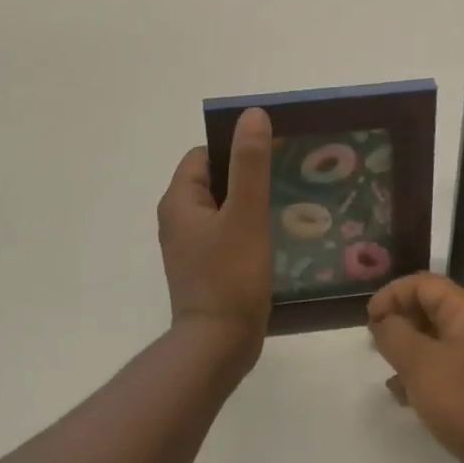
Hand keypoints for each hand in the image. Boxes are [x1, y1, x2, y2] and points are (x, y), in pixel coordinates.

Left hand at [157, 107, 273, 369]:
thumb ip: (250, 164)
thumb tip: (252, 114)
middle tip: (284, 177)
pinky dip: (246, 229)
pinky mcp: (205, 269)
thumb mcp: (245, 214)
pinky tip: (274, 236)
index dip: (234, 150)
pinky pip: (226, 234)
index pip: (203, 156)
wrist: (217, 348)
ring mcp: (190, 247)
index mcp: (179, 201)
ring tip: (285, 204)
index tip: (270, 154)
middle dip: (246, 176)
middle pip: (214, 181)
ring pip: (222, 209)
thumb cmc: (229, 276)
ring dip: (249, 204)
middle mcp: (178, 220)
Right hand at [368, 274, 463, 462]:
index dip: (392, 294)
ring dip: (406, 347)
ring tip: (387, 367)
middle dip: (398, 319)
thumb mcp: (418, 362)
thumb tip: (384, 322)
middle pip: (429, 307)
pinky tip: (402, 395)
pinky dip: (420, 372)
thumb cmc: (462, 400)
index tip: (370, 318)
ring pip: (433, 338)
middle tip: (375, 341)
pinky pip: (442, 365)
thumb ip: (394, 334)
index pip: (423, 284)